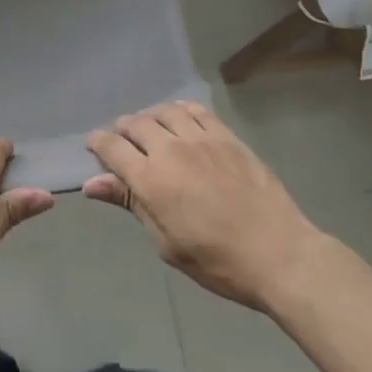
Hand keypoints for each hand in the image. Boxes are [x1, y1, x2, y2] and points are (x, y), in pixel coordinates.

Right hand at [86, 100, 322, 313]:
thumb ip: (131, 204)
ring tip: (151, 131)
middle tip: (123, 144)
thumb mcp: (167, 243)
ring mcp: (201, 138)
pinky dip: (180, 110)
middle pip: (134, 123)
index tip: (93, 146)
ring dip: (150, 118)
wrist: (279, 254)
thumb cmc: (218, 261)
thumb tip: (93, 183)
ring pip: (163, 111)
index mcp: (151, 180)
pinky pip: (195, 110)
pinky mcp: (226, 136)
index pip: (111, 147)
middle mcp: (171, 150)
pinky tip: (180, 120)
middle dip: (122, 131)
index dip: (97, 143)